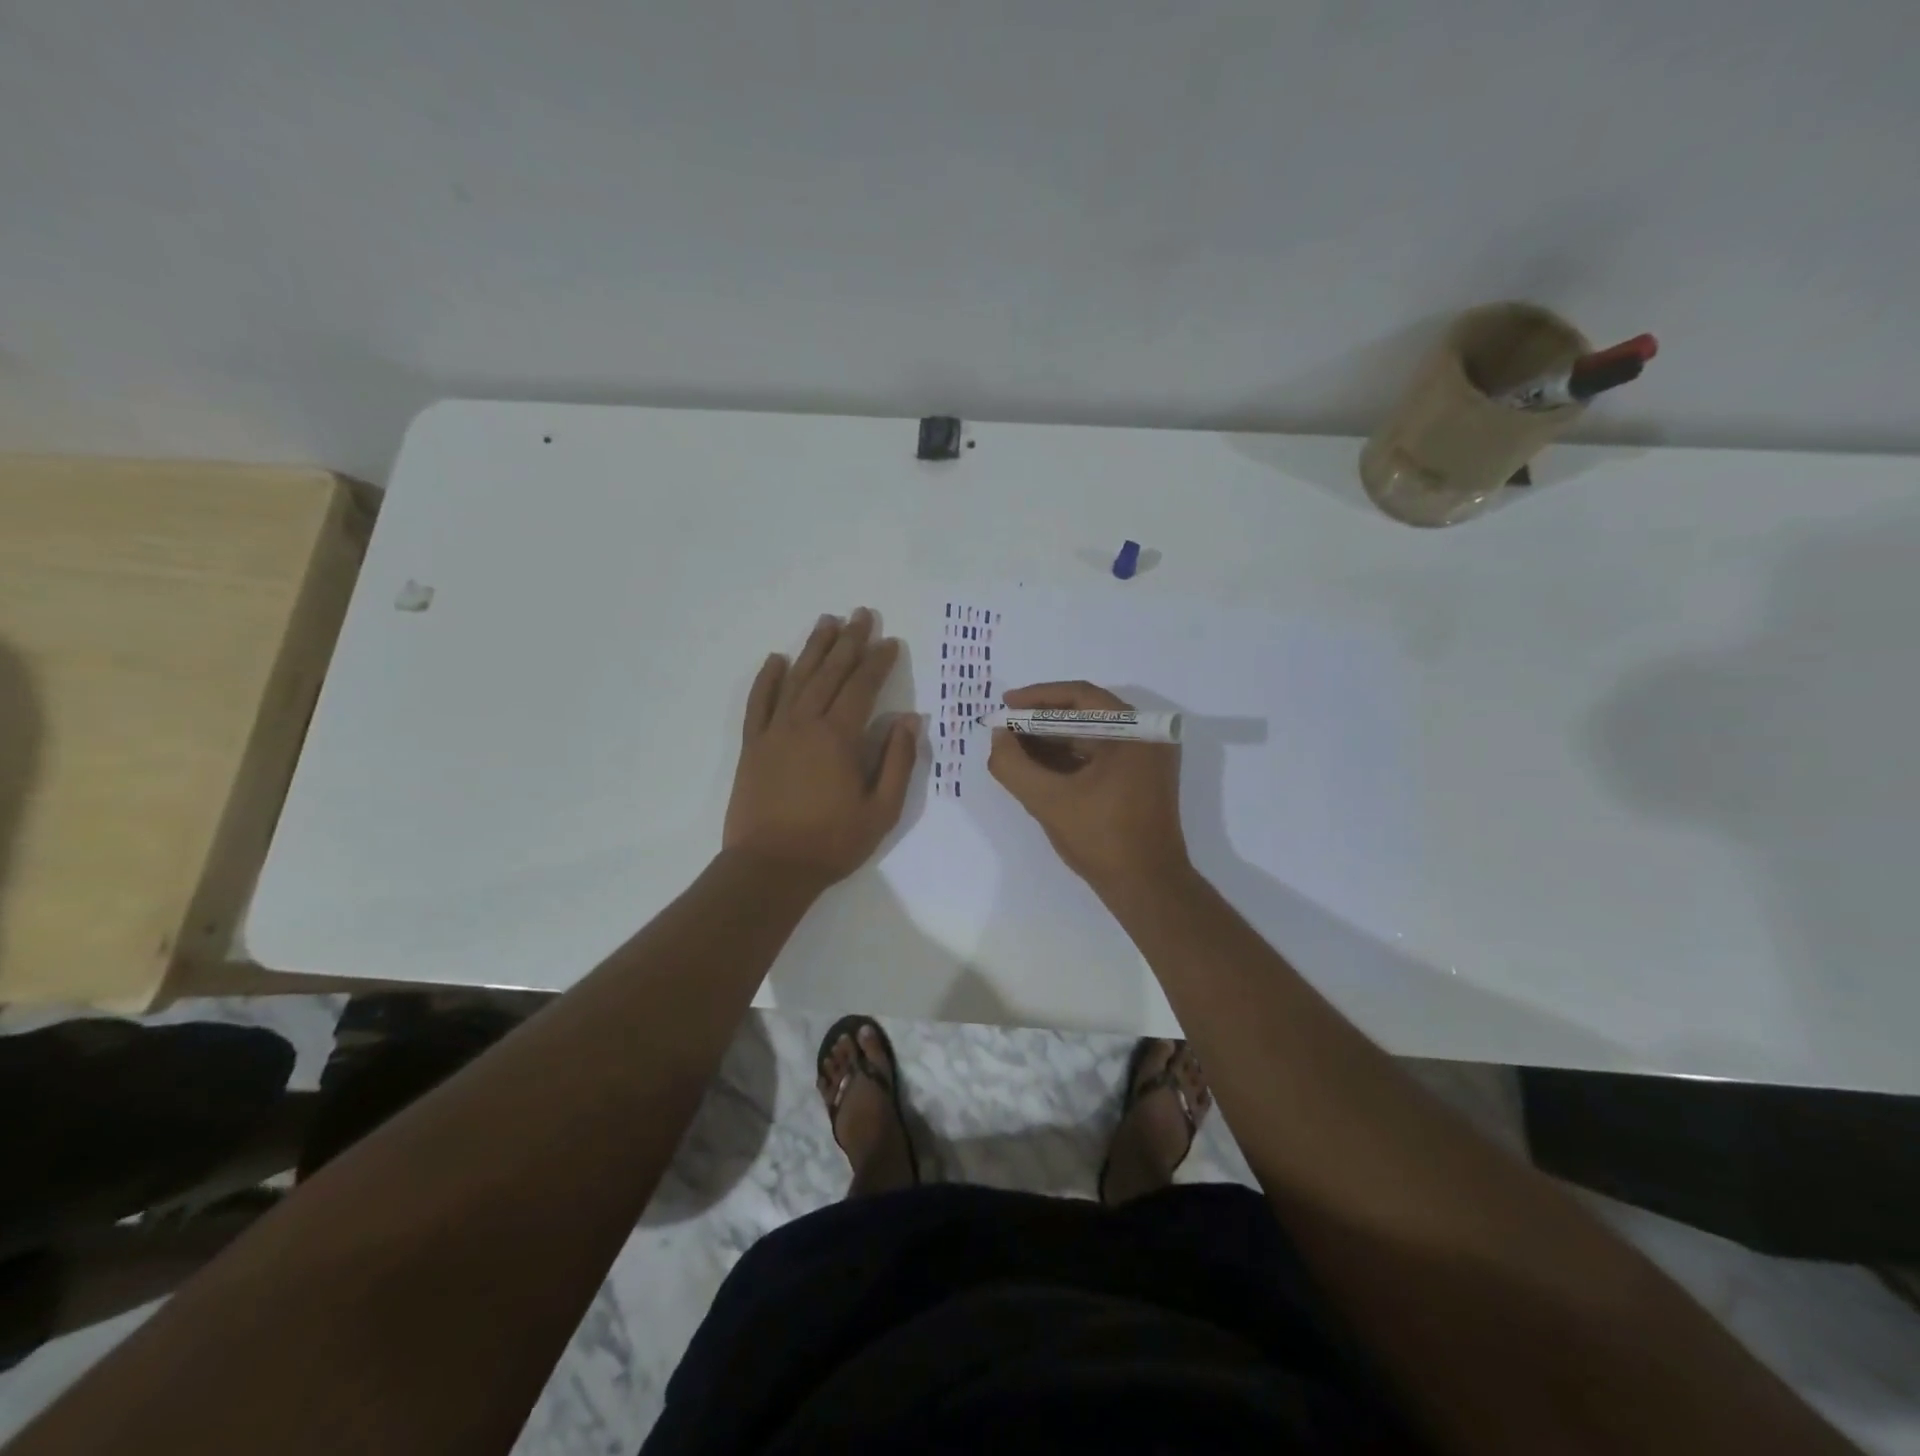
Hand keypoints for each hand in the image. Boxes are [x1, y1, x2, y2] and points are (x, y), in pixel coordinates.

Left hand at [723, 608, 918, 887]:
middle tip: (862, 614)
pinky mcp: (753, 746)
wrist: (769, 868)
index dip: (877, 661)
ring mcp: (774, 732)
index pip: (862, 687)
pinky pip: (759, 702)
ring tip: (827, 621)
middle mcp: (805, 723)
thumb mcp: (882, 810)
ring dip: (813, 648)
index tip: (890, 641)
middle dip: (849, 641)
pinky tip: (777, 658)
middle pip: (829, 673)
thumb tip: (909, 719)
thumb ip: (897, 762)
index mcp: (838, 737)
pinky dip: (768, 678)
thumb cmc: (832, 843)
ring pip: (796, 679)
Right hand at [987, 681, 1189, 895]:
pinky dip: (1069, 758)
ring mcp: (1147, 759)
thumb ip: (1014, 765)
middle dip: (1041, 721)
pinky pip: (1100, 755)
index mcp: (1135, 731)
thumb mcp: (1048, 801)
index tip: (1005, 705)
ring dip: (1052, 740)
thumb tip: (998, 736)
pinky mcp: (1142, 779)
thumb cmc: (1102, 839)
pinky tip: (1038, 767)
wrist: (1147, 888)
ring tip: (1015, 748)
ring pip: (1091, 736)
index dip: (1037, 698)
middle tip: (1006, 728)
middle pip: (1086, 713)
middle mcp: (1147, 736)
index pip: (1080, 696)